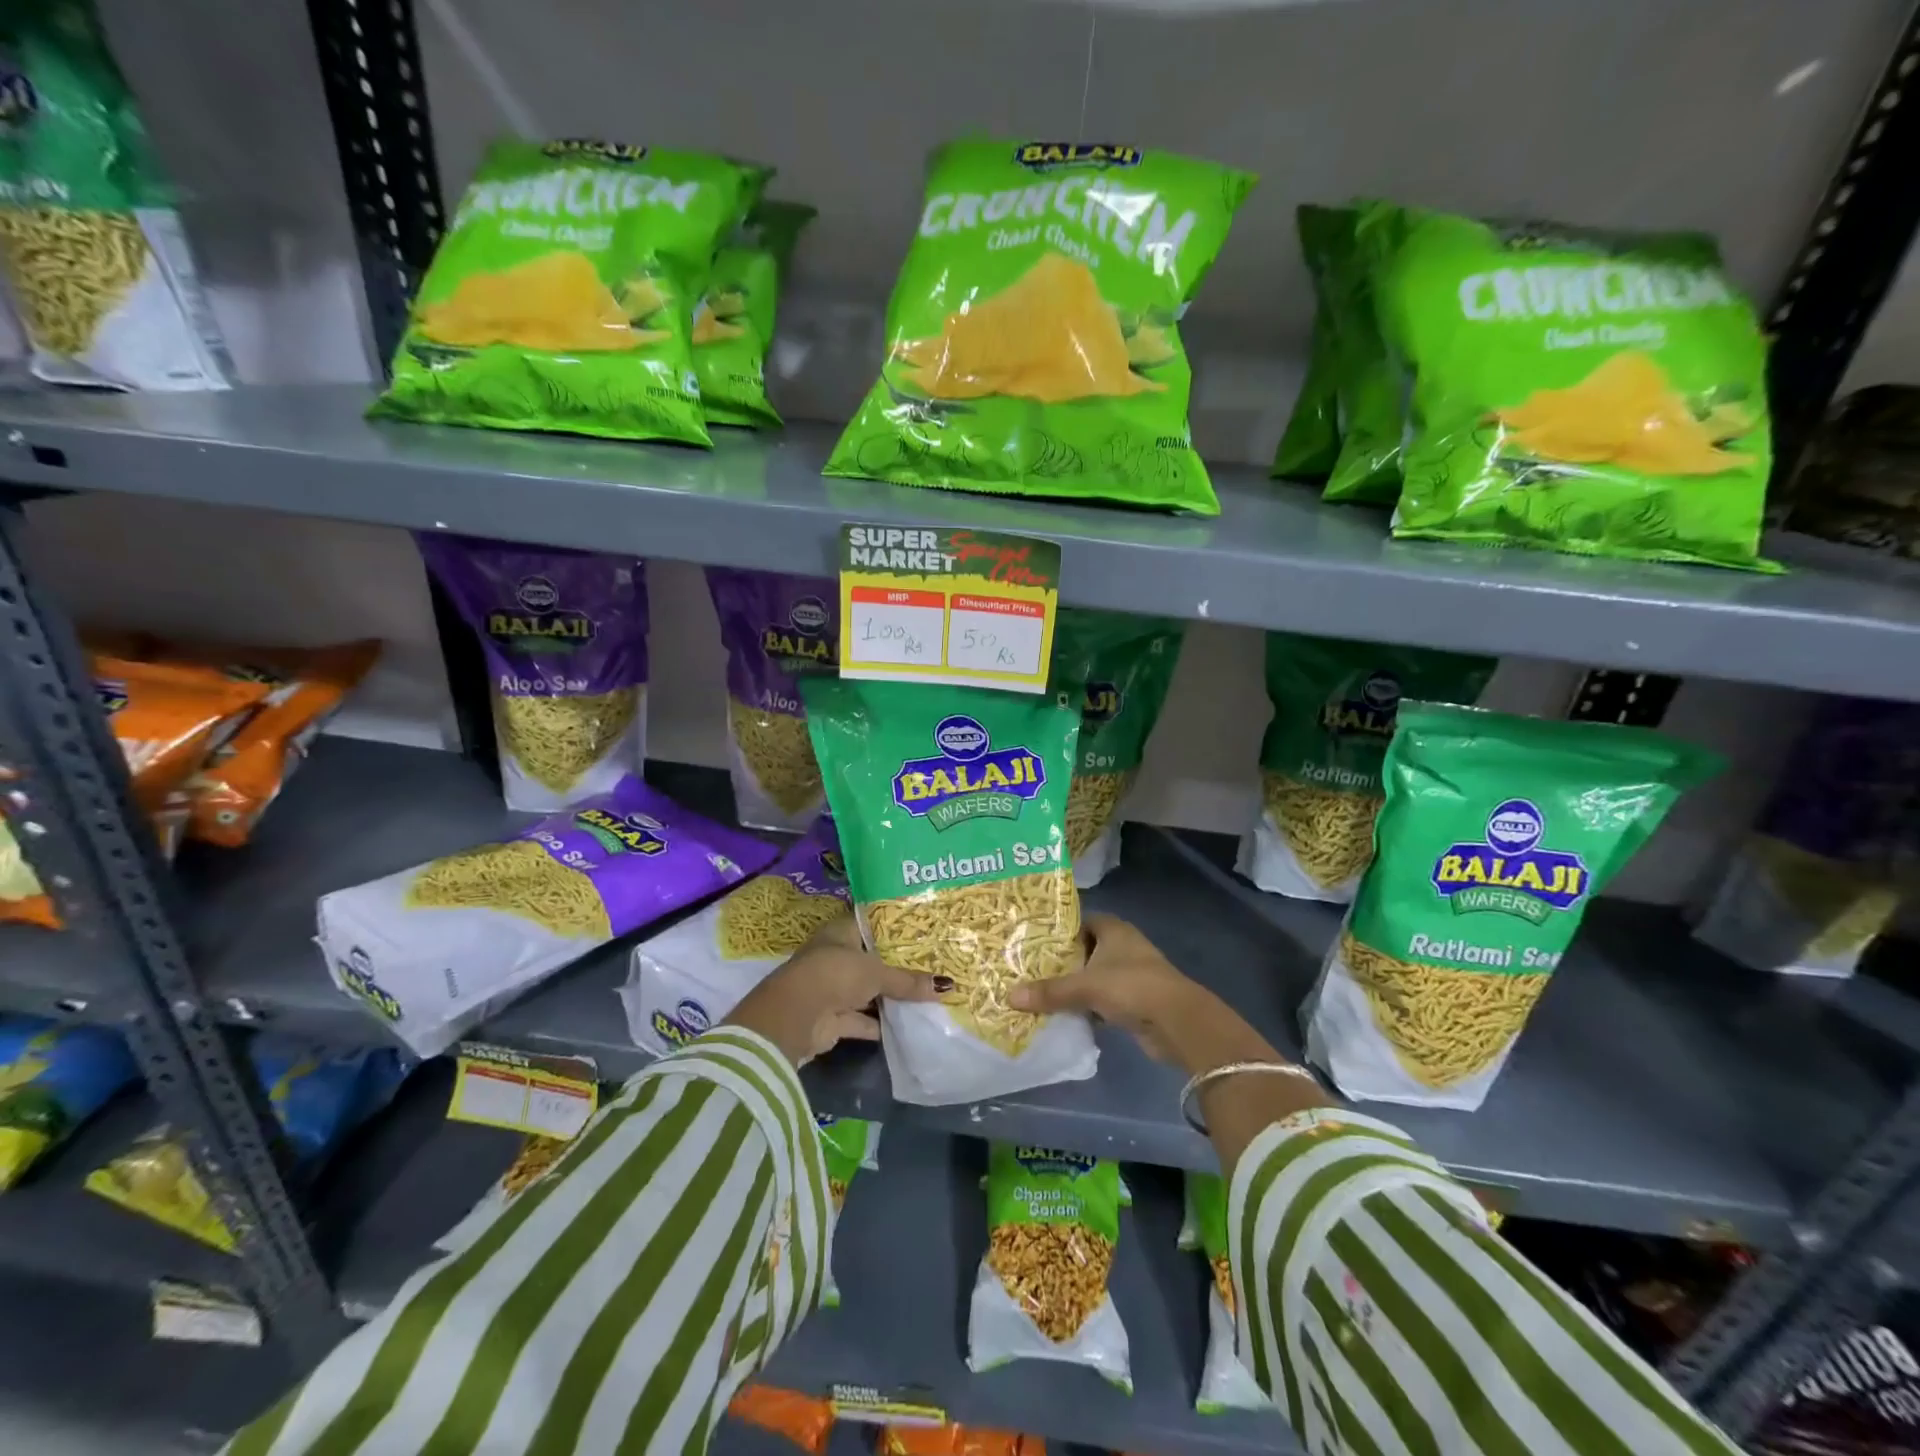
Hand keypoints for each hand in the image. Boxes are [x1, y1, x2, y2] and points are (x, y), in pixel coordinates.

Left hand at [724, 914, 937, 1067]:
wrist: (796, 1016)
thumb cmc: (835, 974)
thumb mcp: (877, 973)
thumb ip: (908, 981)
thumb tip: (946, 986)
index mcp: (840, 932)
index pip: (872, 924)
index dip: (895, 928)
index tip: (924, 930)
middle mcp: (835, 957)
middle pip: (872, 960)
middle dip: (897, 966)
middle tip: (933, 964)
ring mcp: (833, 989)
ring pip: (868, 991)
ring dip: (890, 997)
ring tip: (927, 996)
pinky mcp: (833, 1019)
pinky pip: (863, 1020)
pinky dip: (881, 1025)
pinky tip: (909, 1026)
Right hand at [1008, 914, 1284, 1076]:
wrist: (1177, 1022)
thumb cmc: (1131, 986)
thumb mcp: (1085, 987)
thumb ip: (1050, 991)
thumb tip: (1009, 996)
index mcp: (1114, 930)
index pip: (1080, 921)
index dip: (1058, 930)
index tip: (1032, 940)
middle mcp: (1123, 947)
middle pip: (1085, 950)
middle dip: (1061, 961)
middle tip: (1028, 968)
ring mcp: (1130, 974)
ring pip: (1093, 976)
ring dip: (1074, 986)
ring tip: (1039, 992)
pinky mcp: (1134, 1001)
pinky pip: (1102, 1000)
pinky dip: (1087, 1007)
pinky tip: (1064, 1016)